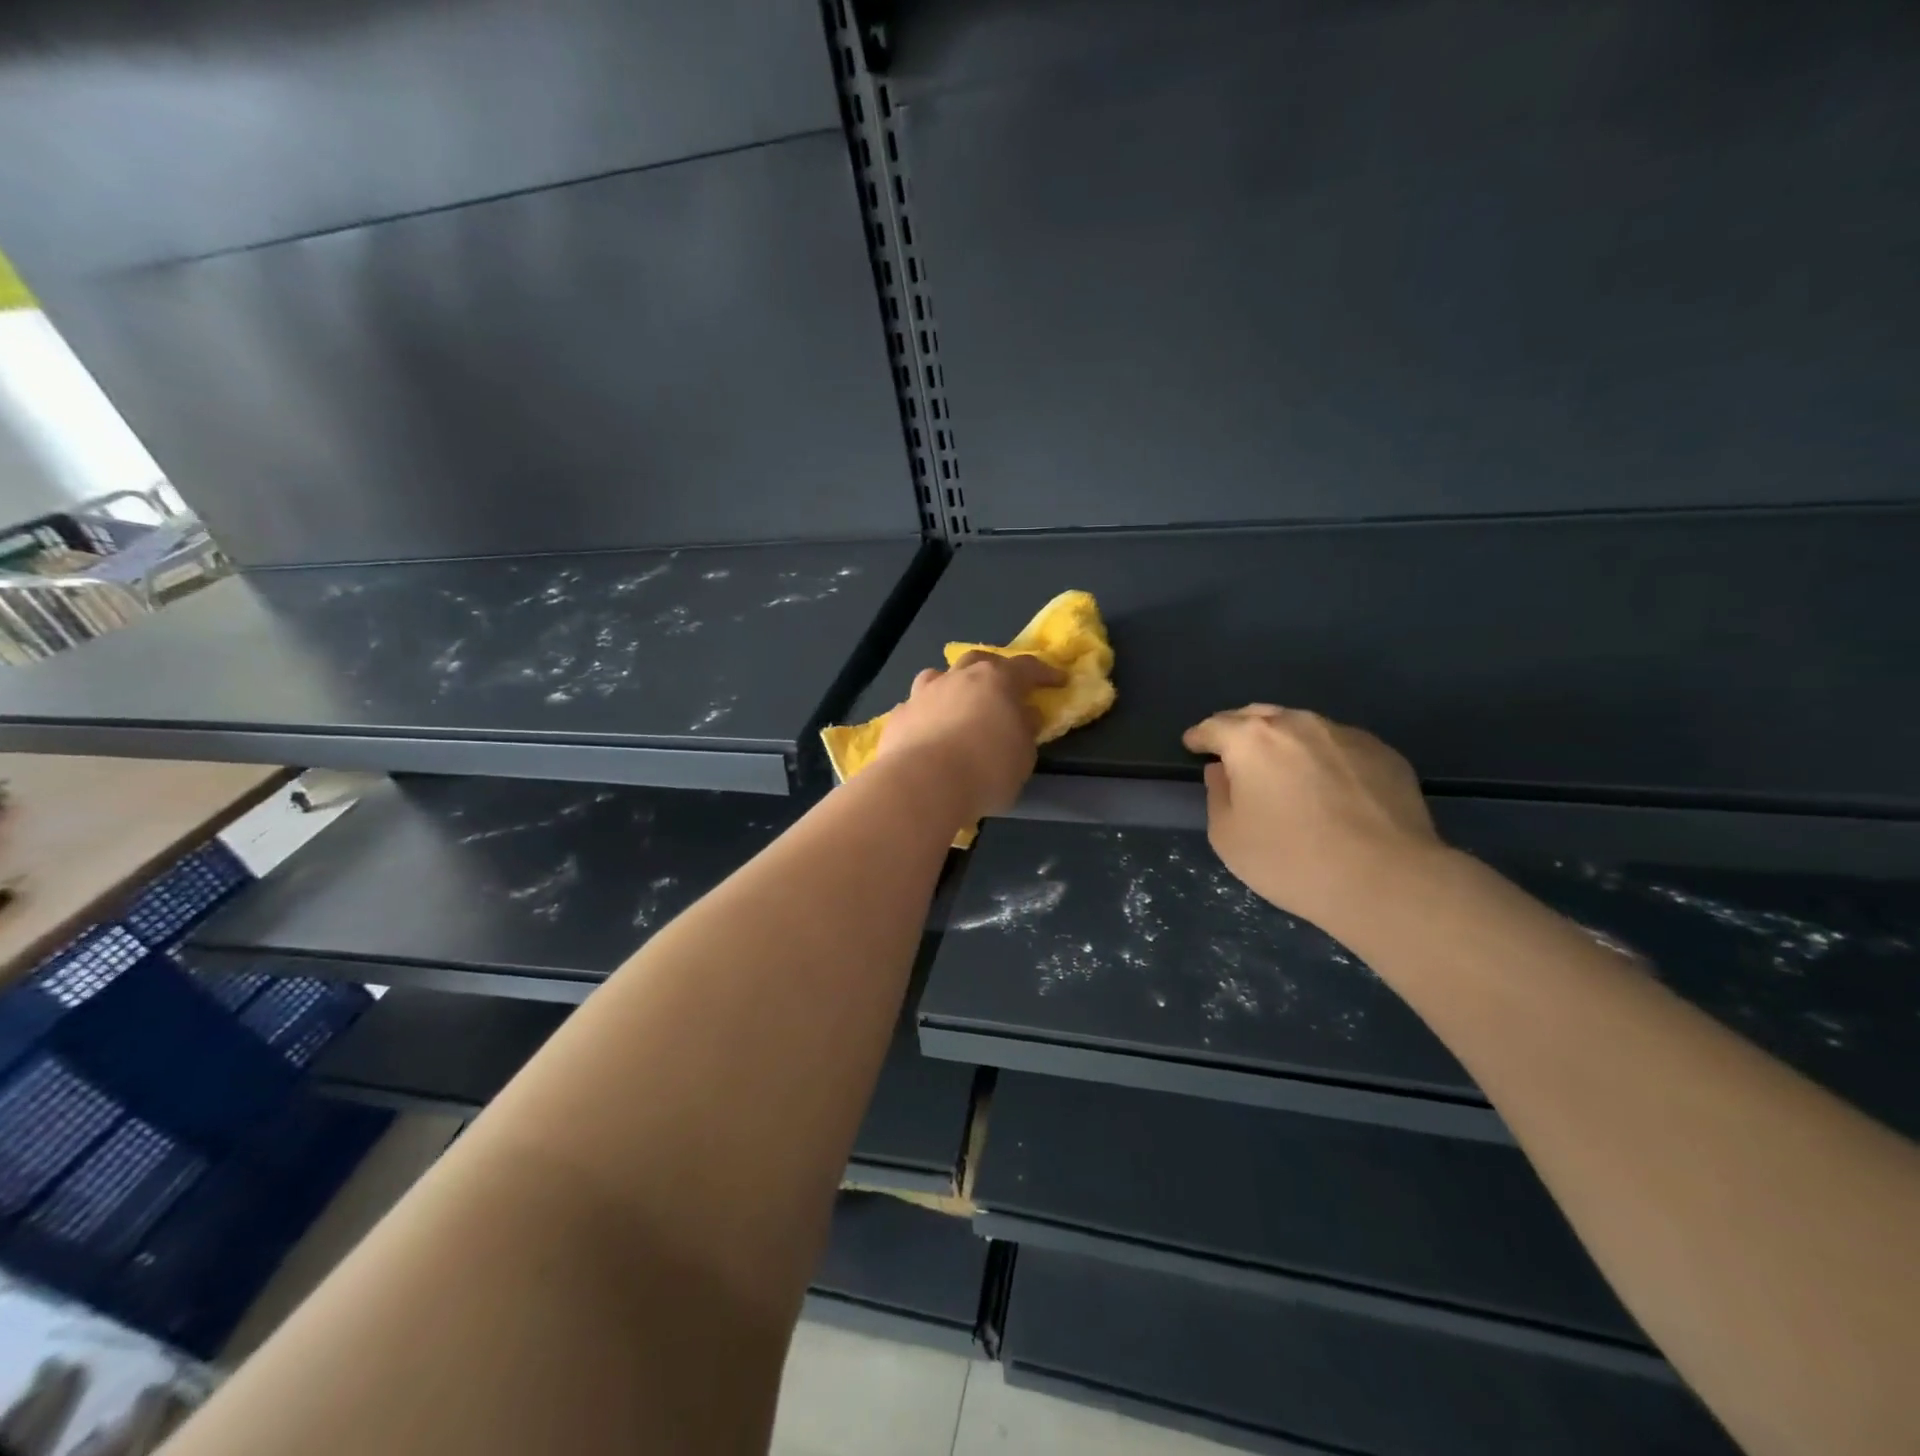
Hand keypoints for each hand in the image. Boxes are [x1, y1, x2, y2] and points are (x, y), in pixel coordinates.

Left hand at [875, 652, 1064, 821]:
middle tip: (1003, 687)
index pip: (1026, 667)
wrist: (923, 783)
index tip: (1058, 681)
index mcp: (996, 681)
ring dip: (952, 685)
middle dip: (994, 670)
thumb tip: (1024, 716)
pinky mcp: (898, 716)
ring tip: (957, 703)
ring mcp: (923, 693)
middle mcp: (958, 678)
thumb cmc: (986, 769)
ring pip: (939, 676)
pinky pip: (915, 707)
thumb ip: (1025, 731)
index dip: (1044, 673)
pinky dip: (925, 714)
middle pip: (979, 661)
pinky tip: (926, 732)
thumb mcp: (1023, 757)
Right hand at [1182, 704, 1444, 935]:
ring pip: (1302, 727)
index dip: (1200, 736)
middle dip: (1240, 730)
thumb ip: (1218, 795)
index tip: (1193, 745)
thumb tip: (1223, 771)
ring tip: (1282, 767)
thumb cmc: (1291, 859)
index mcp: (1252, 739)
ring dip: (1284, 741)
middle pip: (1259, 716)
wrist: (1387, 879)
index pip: (1214, 726)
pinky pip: (1339, 746)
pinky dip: (1323, 757)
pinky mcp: (1383, 753)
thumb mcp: (1228, 837)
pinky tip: (1329, 786)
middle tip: (1233, 753)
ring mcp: (1344, 734)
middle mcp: (1297, 724)